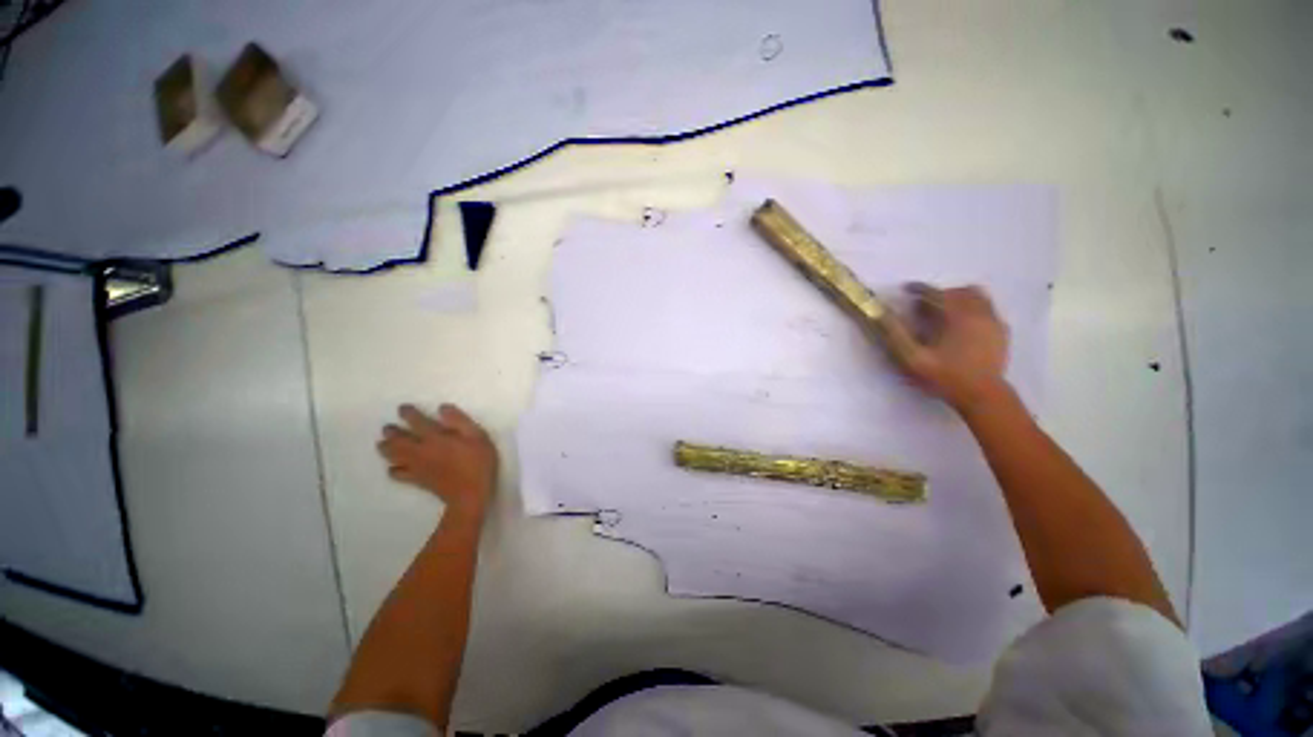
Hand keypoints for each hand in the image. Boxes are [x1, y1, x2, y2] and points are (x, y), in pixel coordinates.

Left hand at [377, 404, 497, 516]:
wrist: (470, 494)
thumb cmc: (478, 463)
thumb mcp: (478, 437)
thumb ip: (460, 421)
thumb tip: (443, 408)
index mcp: (436, 438)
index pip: (417, 422)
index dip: (408, 414)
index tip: (402, 408)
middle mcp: (421, 450)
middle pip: (398, 439)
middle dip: (391, 432)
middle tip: (387, 428)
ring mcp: (416, 466)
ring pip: (393, 455)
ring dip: (386, 448)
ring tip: (382, 444)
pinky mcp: (417, 480)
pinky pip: (397, 474)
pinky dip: (393, 469)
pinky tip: (394, 468)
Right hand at [893, 283, 1010, 412]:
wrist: (983, 396)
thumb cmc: (945, 377)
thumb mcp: (913, 359)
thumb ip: (896, 335)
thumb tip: (880, 314)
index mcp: (957, 317)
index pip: (937, 293)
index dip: (920, 288)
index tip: (906, 289)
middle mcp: (979, 314)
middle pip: (961, 291)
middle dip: (941, 293)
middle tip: (925, 303)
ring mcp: (994, 322)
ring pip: (979, 297)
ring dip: (960, 299)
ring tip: (945, 311)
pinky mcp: (1002, 332)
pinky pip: (988, 310)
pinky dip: (974, 310)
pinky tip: (963, 325)